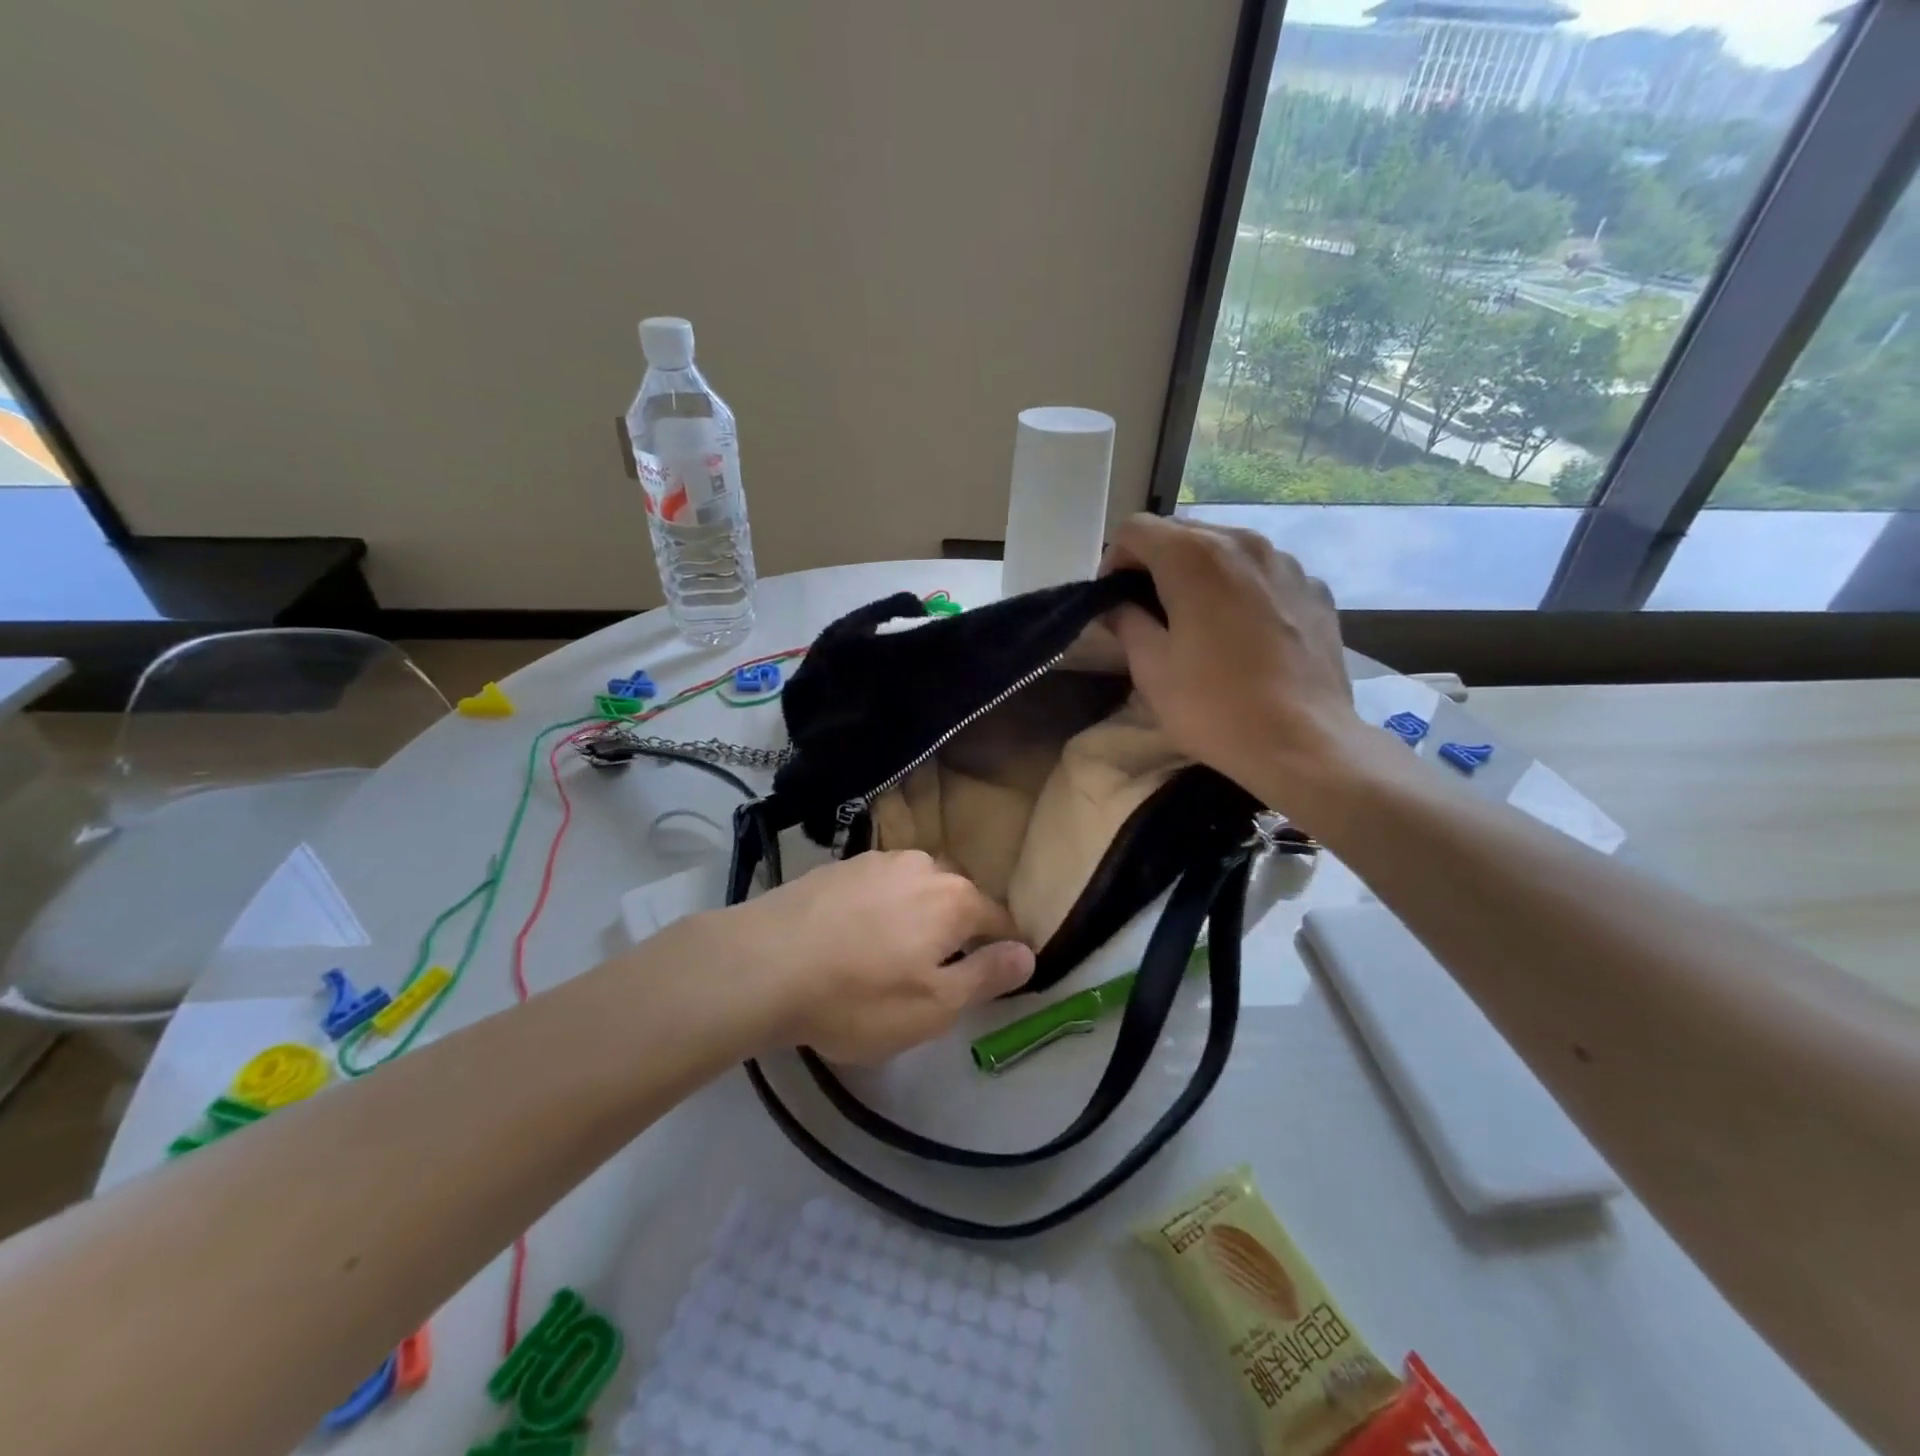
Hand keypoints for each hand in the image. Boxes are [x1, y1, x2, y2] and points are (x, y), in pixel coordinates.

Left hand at [728, 851, 1034, 1063]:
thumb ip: (986, 976)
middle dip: (959, 930)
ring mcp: (875, 861)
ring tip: (894, 954)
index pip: (999, 919)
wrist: (762, 965)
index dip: (1005, 947)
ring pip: (915, 889)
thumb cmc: (858, 996)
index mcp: (954, 898)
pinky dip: (880, 910)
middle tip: (940, 971)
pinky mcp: (837, 867)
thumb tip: (1029, 953)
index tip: (998, 972)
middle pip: (956, 898)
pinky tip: (855, 937)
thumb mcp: (933, 1006)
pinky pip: (877, 888)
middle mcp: (921, 866)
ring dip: (916, 916)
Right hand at [1101, 514, 1359, 808]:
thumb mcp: (1152, 669)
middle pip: (1182, 533)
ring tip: (1197, 621)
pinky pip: (1263, 574)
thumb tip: (1117, 605)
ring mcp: (1287, 563)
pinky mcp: (1315, 590)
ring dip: (1200, 574)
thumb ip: (1127, 622)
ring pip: (1226, 549)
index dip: (1114, 561)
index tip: (1113, 602)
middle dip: (1155, 564)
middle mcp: (1243, 543)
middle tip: (1147, 612)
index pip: (1136, 529)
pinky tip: (1243, 634)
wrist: (1303, 743)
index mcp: (1195, 557)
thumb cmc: (1214, 707)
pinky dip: (1241, 589)